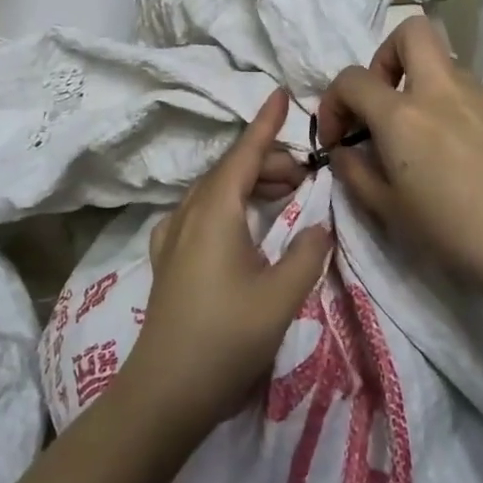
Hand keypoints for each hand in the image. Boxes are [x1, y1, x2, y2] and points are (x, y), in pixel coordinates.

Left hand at [129, 89, 330, 434]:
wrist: (166, 390)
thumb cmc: (226, 338)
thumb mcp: (281, 296)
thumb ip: (306, 253)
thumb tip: (317, 225)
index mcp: (215, 211)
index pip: (244, 153)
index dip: (266, 124)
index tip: (281, 93)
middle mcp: (190, 213)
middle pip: (231, 171)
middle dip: (269, 162)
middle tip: (307, 173)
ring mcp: (174, 236)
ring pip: (216, 192)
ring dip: (251, 184)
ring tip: (286, 193)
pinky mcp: (169, 259)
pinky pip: (202, 213)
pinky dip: (230, 205)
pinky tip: (242, 223)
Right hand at [318, 16, 482, 295]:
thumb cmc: (460, 236)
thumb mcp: (391, 213)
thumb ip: (356, 174)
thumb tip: (344, 152)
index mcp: (404, 115)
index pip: (351, 79)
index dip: (334, 103)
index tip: (340, 138)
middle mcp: (444, 91)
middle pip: (412, 31)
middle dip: (387, 55)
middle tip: (387, 101)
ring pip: (448, 69)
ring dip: (427, 91)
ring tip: (433, 145)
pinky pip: (480, 99)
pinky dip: (463, 115)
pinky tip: (477, 161)